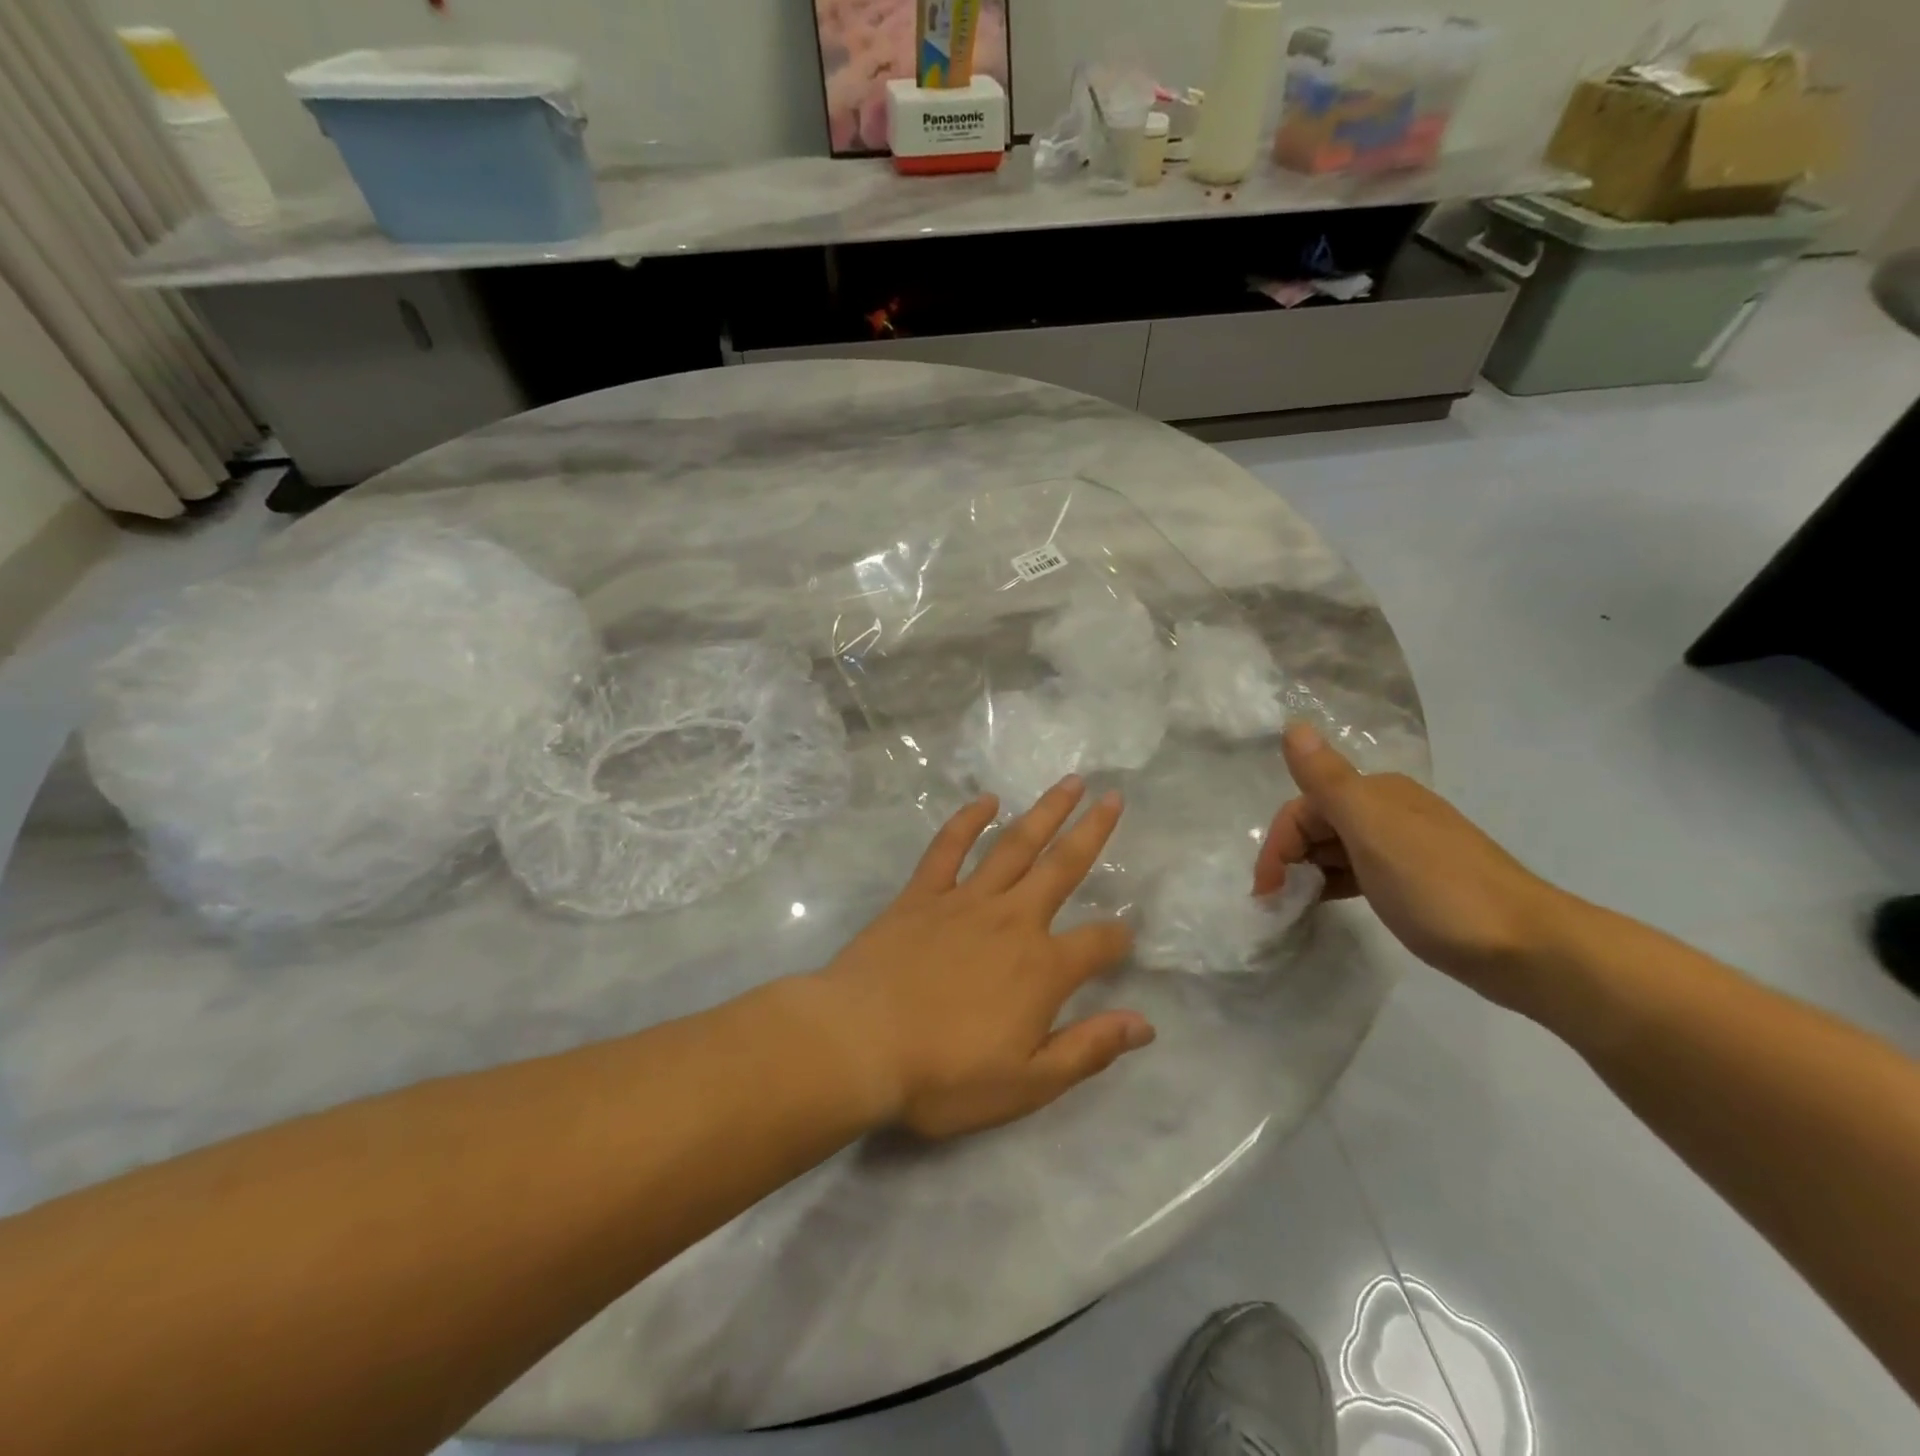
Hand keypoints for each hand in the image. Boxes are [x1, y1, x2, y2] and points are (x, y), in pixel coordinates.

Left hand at [809, 777, 1153, 1139]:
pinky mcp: (922, 894)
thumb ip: (1088, 1049)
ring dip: (1044, 812)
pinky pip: (949, 848)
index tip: (1126, 933)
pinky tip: (986, 799)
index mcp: (1042, 968)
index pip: (1098, 943)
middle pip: (1063, 867)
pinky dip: (968, 820)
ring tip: (1069, 782)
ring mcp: (965, 900)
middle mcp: (1012, 920)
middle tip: (1114, 797)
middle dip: (1092, 832)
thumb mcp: (1028, 1083)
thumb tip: (1144, 1024)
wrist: (859, 1043)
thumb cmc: (945, 1074)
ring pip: (1014, 845)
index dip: (1118, 938)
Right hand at [1254, 724, 1580, 1007]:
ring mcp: (1407, 846)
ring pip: (1338, 849)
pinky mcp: (1419, 880)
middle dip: (1290, 859)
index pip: (1304, 807)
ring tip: (1298, 907)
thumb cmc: (1438, 887)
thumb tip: (1294, 725)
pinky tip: (1332, 904)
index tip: (1268, 892)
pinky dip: (1336, 884)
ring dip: (1310, 872)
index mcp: (1377, 794)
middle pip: (1319, 825)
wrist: (1529, 949)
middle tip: (1279, 903)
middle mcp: (1391, 810)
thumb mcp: (1372, 830)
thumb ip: (1327, 780)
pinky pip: (1359, 871)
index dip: (1279, 845)